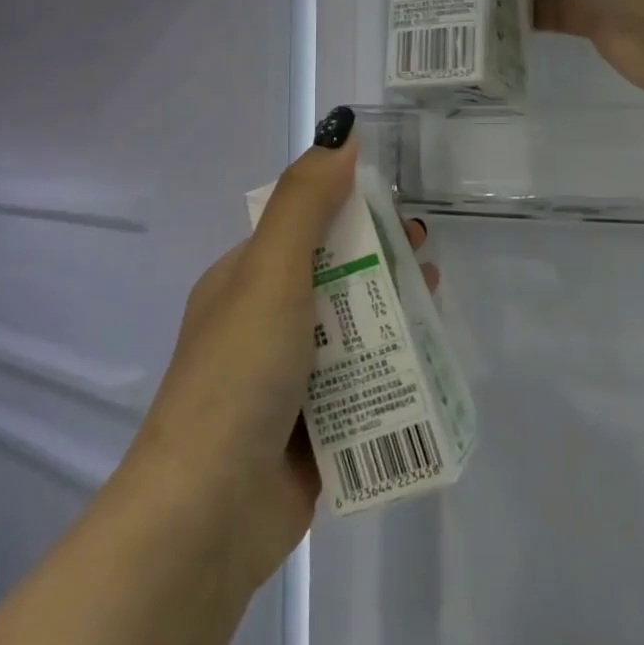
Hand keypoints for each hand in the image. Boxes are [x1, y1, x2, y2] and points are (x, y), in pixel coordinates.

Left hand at [134, 110, 435, 586]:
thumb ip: (306, 202)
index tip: (397, 211)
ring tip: (435, 305)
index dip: (351, 212)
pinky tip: (428, 365)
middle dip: (382, 264)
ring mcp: (287, 382)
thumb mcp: (270, 273)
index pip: (304, 229)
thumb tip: (340, 131)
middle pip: (335, 280)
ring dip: (393, 317)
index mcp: (244, 283)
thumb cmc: (239, 374)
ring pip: (352, 334)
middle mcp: (263, 326)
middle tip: (426, 258)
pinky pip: (360, 387)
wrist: (208, 513)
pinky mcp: (312, 432)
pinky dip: (390, 372)